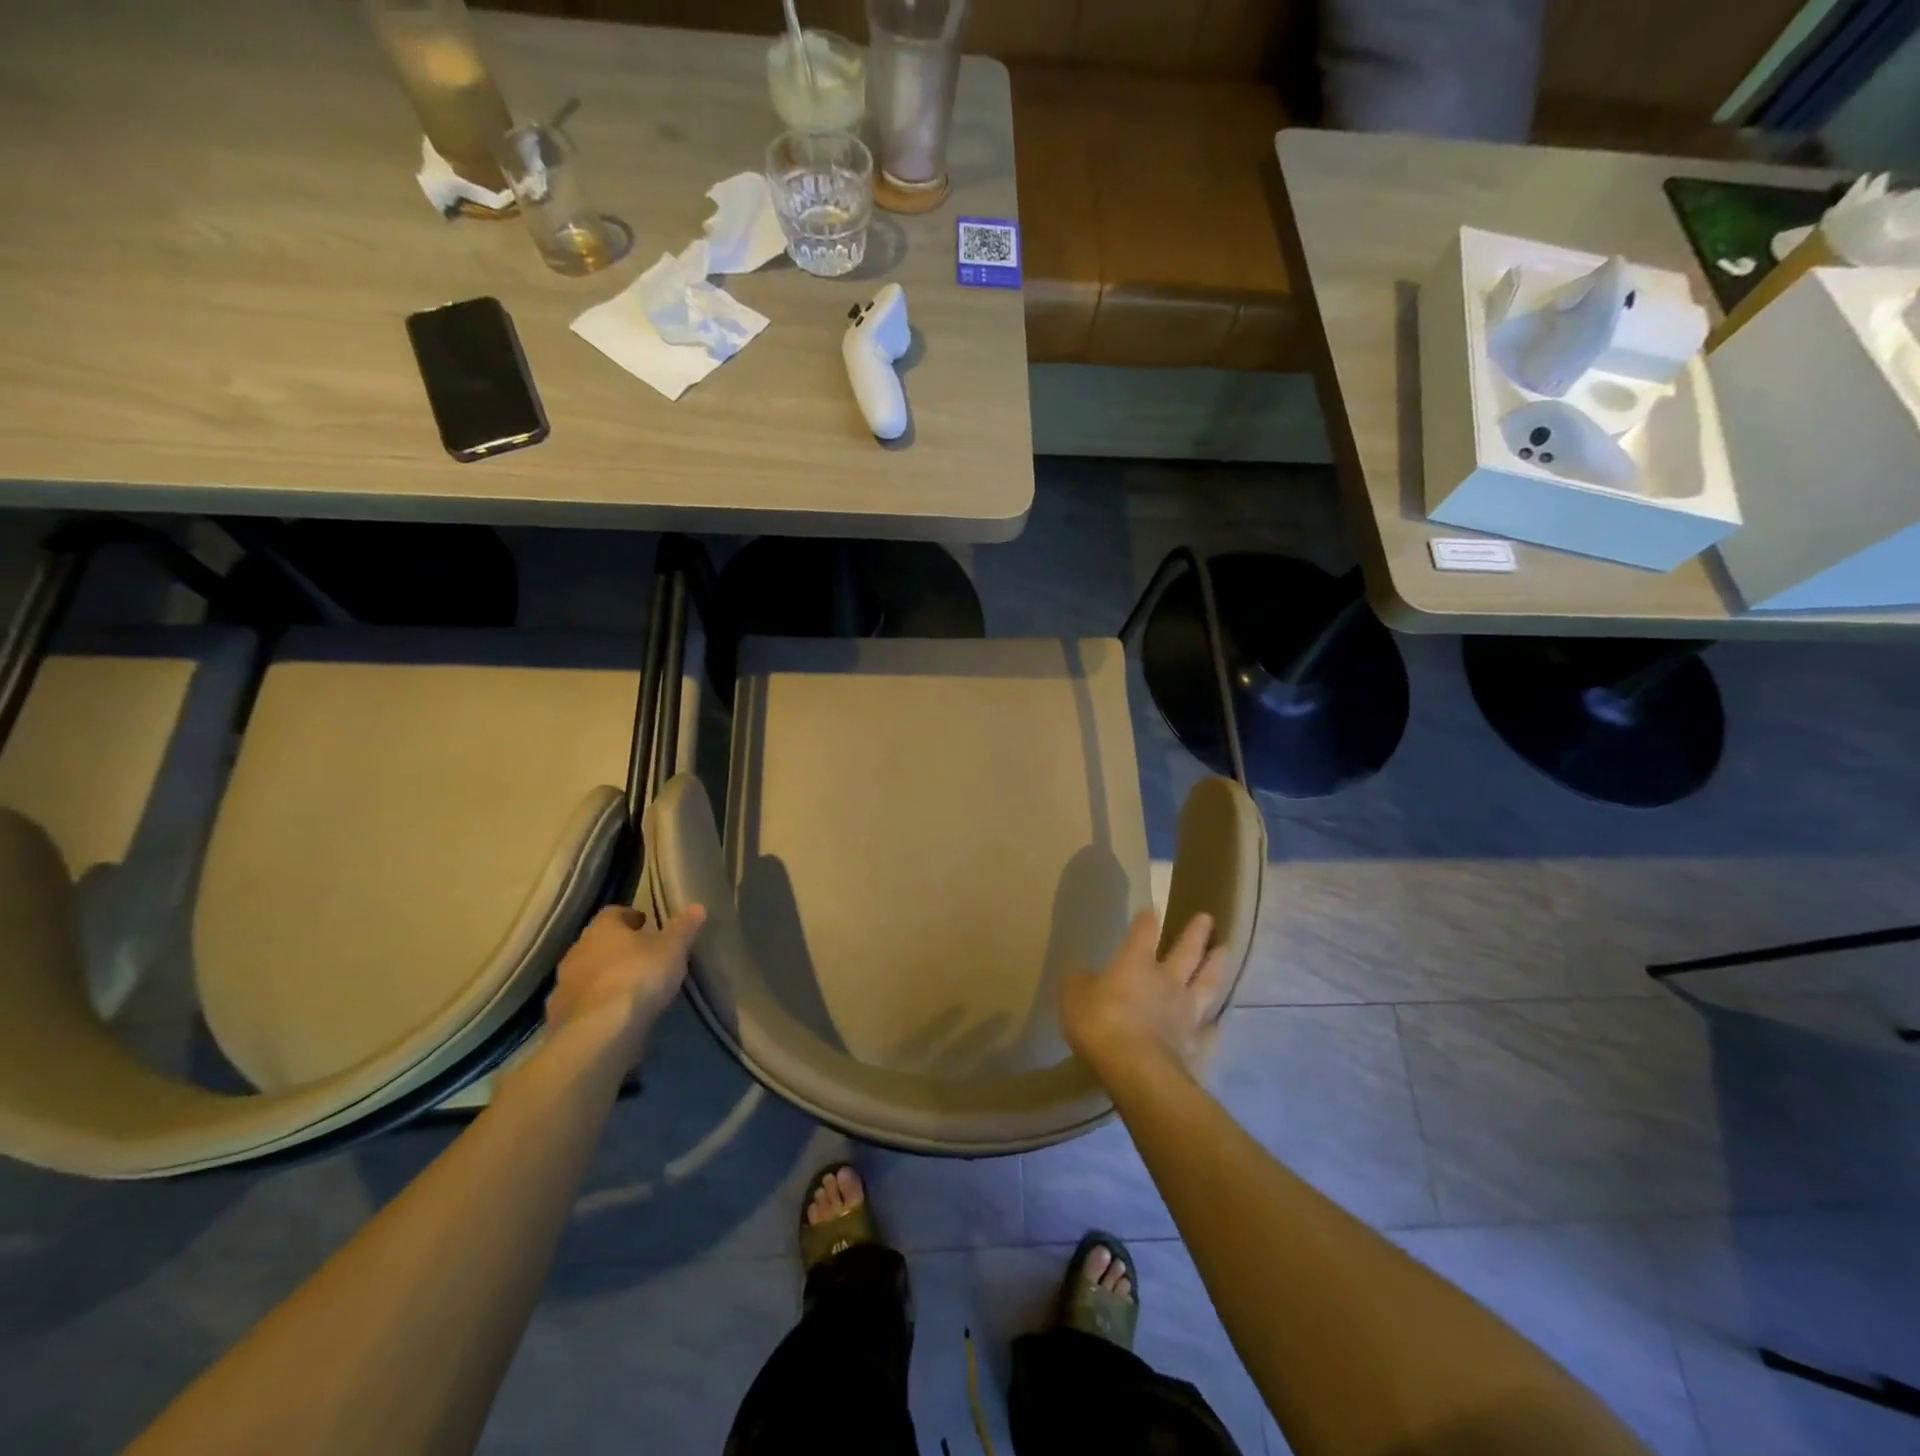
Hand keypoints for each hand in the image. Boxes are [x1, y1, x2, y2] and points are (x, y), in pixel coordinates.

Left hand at [544, 903, 705, 1063]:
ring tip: (628, 989)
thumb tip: (697, 907)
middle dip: (616, 948)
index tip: (646, 924)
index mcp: (602, 929)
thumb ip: (683, 928)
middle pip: (596, 943)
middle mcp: (577, 951)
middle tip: (639, 957)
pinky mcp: (559, 1016)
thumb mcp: (672, 949)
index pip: (613, 913)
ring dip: (603, 977)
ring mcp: (564, 985)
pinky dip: (594, 1004)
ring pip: (585, 973)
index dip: (630, 917)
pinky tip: (612, 1015)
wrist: (600, 1032)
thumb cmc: (639, 977)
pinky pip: (580, 1003)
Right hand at [1059, 910, 1227, 1080]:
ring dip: (1216, 965)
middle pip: (1186, 951)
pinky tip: (1216, 1024)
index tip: (1152, 908)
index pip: (1143, 933)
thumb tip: (1080, 969)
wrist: (1138, 1070)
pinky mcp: (1198, 1044)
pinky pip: (1209, 1031)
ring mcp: (1187, 1012)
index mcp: (1135, 964)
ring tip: (1224, 951)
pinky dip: (1213, 1025)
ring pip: (1207, 983)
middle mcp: (1167, 981)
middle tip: (1207, 917)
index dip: (1146, 920)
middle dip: (1195, 933)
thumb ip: (1079, 982)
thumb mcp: (1074, 998)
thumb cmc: (1101, 1025)